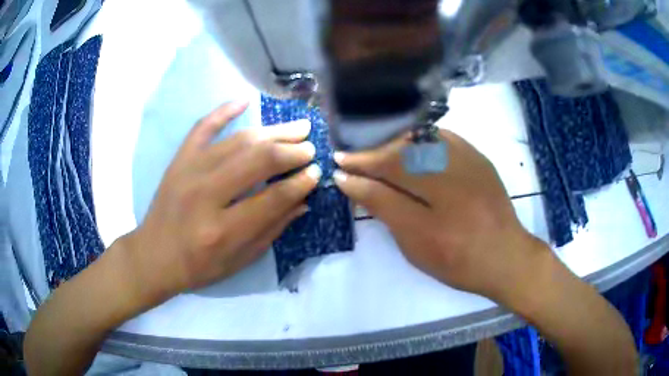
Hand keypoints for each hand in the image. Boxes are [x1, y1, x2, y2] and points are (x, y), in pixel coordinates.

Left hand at [124, 102, 320, 303]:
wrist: (154, 256)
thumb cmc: (199, 266)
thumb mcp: (240, 260)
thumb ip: (272, 229)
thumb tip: (303, 200)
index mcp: (223, 230)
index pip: (272, 198)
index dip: (300, 183)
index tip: (315, 173)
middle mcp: (206, 195)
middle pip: (258, 160)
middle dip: (291, 151)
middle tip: (310, 147)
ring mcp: (189, 172)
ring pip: (238, 141)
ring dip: (272, 131)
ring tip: (297, 128)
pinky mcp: (179, 160)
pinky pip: (202, 127)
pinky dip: (223, 111)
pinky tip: (244, 101)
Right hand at [334, 130, 546, 300]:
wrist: (506, 255)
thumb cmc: (459, 262)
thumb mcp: (417, 248)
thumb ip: (386, 212)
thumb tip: (354, 185)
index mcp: (436, 220)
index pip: (385, 188)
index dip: (359, 176)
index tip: (338, 169)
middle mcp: (454, 185)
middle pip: (401, 157)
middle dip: (370, 155)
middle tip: (350, 156)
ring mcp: (469, 165)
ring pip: (420, 142)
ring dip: (391, 143)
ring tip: (374, 150)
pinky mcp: (478, 158)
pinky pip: (441, 137)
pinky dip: (417, 138)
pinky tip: (406, 144)